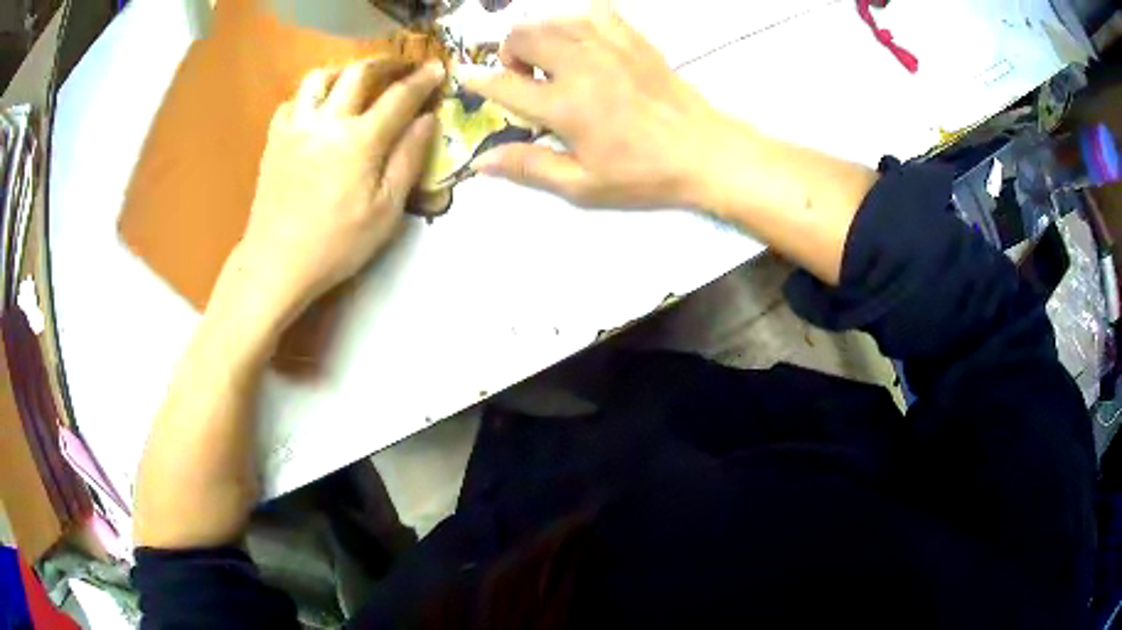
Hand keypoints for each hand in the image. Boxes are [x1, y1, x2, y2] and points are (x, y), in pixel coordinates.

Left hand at [229, 58, 445, 327]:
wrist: (276, 263)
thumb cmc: (335, 245)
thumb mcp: (385, 211)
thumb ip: (408, 159)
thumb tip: (428, 121)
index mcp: (359, 141)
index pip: (399, 97)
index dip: (422, 80)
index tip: (437, 68)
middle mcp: (326, 122)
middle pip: (358, 73)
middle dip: (385, 64)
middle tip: (400, 67)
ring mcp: (296, 128)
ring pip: (319, 78)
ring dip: (343, 72)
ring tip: (356, 81)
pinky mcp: (275, 140)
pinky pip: (292, 101)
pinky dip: (310, 96)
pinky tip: (318, 110)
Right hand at [459, 10, 728, 208]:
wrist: (703, 152)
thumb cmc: (643, 174)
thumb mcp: (583, 185)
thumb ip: (530, 168)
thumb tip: (481, 163)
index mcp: (565, 106)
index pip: (504, 84)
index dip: (479, 81)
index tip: (466, 77)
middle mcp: (580, 66)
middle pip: (523, 36)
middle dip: (509, 52)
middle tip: (524, 76)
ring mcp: (609, 47)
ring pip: (553, 20)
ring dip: (538, 34)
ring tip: (550, 58)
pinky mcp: (633, 40)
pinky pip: (596, 12)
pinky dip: (578, 20)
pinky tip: (582, 39)